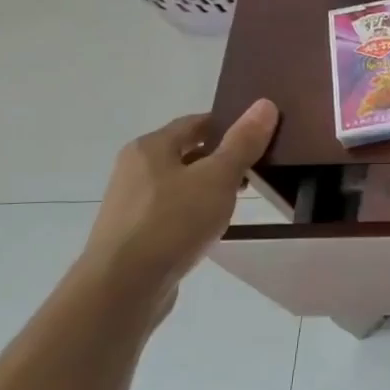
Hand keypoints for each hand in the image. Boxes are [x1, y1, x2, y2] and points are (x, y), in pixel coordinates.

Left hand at [80, 100, 279, 293]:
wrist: (124, 285)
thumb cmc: (172, 222)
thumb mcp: (217, 178)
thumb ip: (242, 143)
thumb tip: (265, 104)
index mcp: (151, 147)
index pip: (196, 122)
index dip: (229, 126)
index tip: (260, 138)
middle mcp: (135, 168)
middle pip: (186, 152)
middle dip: (221, 159)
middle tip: (256, 171)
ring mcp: (131, 202)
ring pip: (179, 183)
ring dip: (208, 187)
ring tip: (238, 202)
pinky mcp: (134, 232)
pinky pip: (172, 211)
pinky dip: (194, 211)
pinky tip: (211, 228)